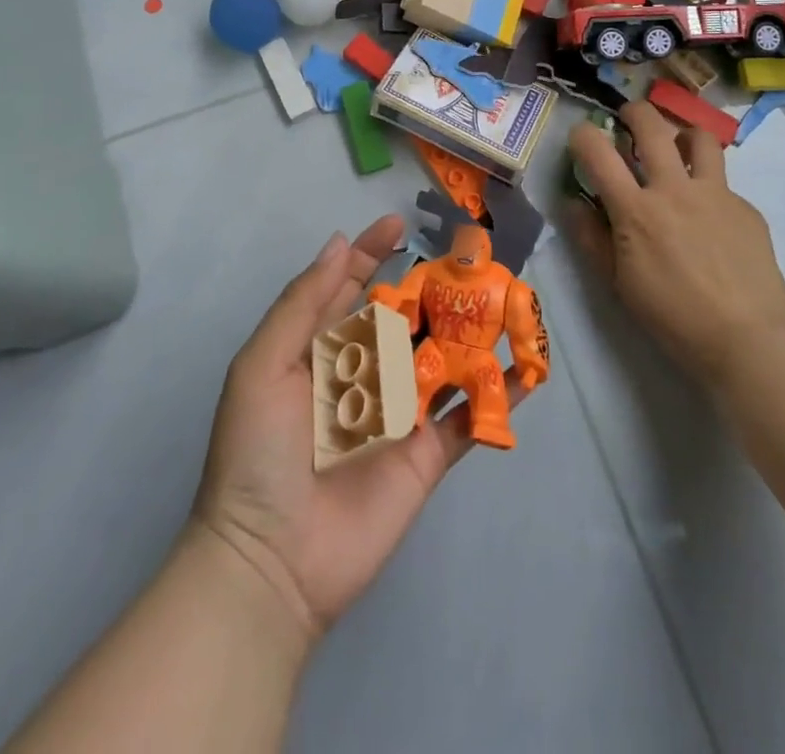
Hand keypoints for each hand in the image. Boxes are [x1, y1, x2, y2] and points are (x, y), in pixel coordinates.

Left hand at [190, 216, 520, 641]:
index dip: (371, 254)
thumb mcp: (264, 365)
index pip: (349, 288)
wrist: (271, 561)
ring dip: (470, 327)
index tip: (397, 223)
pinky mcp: (427, 454)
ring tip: (503, 292)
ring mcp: (399, 413)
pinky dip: (498, 393)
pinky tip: (526, 367)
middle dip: (430, 284)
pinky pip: (467, 416)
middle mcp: (362, 374)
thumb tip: (340, 243)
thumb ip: (303, 303)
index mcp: (320, 351)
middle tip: (467, 253)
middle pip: (402, 317)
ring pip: (441, 358)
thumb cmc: (258, 452)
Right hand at [566, 102, 784, 387]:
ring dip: (682, 135)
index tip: (581, 136)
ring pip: (699, 138)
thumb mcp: (618, 283)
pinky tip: (710, 217)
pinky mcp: (746, 207)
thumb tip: (574, 204)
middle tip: (628, 117)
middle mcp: (674, 189)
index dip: (584, 135)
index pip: (598, 153)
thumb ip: (592, 238)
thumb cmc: (672, 316)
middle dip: (634, 112)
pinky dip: (708, 187)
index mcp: (636, 209)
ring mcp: (716, 194)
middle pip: (652, 126)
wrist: (747, 338)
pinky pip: (723, 183)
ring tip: (677, 148)